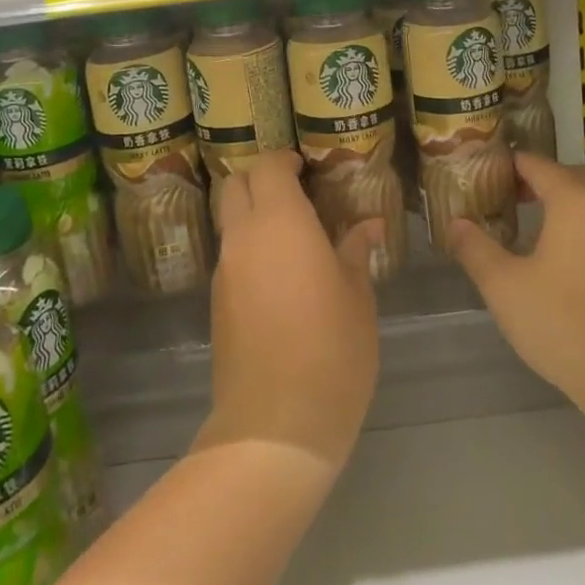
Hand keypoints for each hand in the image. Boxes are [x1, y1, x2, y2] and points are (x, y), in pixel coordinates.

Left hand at [199, 151, 380, 468]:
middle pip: (235, 185)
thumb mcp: (357, 298)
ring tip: (293, 232)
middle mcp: (244, 238)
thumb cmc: (332, 352)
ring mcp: (225, 271)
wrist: (275, 425)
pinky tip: (280, 271)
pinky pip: (229, 253)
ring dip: (253, 213)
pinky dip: (248, 245)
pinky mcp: (217, 302)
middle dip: (260, 178)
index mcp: (281, 224)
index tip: (306, 167)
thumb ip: (356, 252)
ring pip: (229, 220)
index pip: (267, 167)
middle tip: (296, 192)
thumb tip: (368, 224)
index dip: (284, 159)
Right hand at [450, 154, 584, 459]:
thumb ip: (475, 249)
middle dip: (543, 190)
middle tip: (514, 206)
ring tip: (550, 242)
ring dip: (575, 217)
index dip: (513, 165)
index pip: (539, 166)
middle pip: (574, 185)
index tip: (494, 174)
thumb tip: (456, 223)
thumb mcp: (504, 289)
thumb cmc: (565, 326)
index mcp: (576, 203)